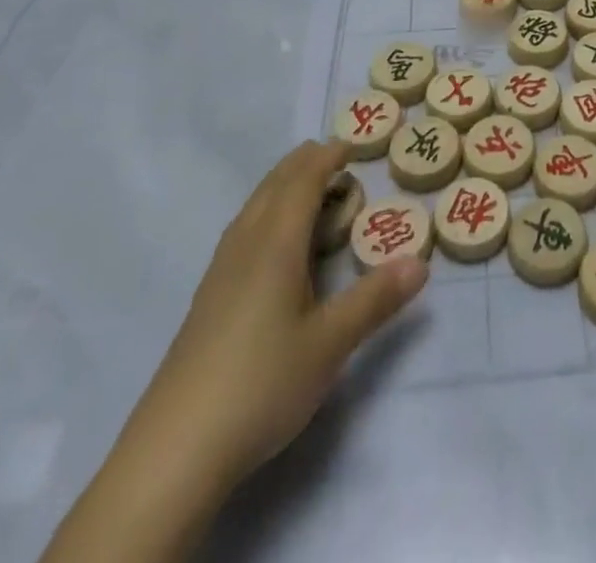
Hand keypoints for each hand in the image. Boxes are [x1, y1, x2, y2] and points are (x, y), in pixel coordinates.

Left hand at [138, 141, 427, 482]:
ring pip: (254, 206)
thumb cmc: (262, 382)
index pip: (302, 181)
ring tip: (310, 191)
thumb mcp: (330, 343)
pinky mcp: (208, 298)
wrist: (175, 450)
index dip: (327, 158)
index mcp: (276, 243)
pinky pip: (243, 230)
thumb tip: (421, 263)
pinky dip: (267, 213)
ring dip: (283, 186)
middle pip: (274, 185)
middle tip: (336, 158)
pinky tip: (272, 244)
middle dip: (304, 164)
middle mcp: (245, 245)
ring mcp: (221, 271)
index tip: (352, 145)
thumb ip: (376, 299)